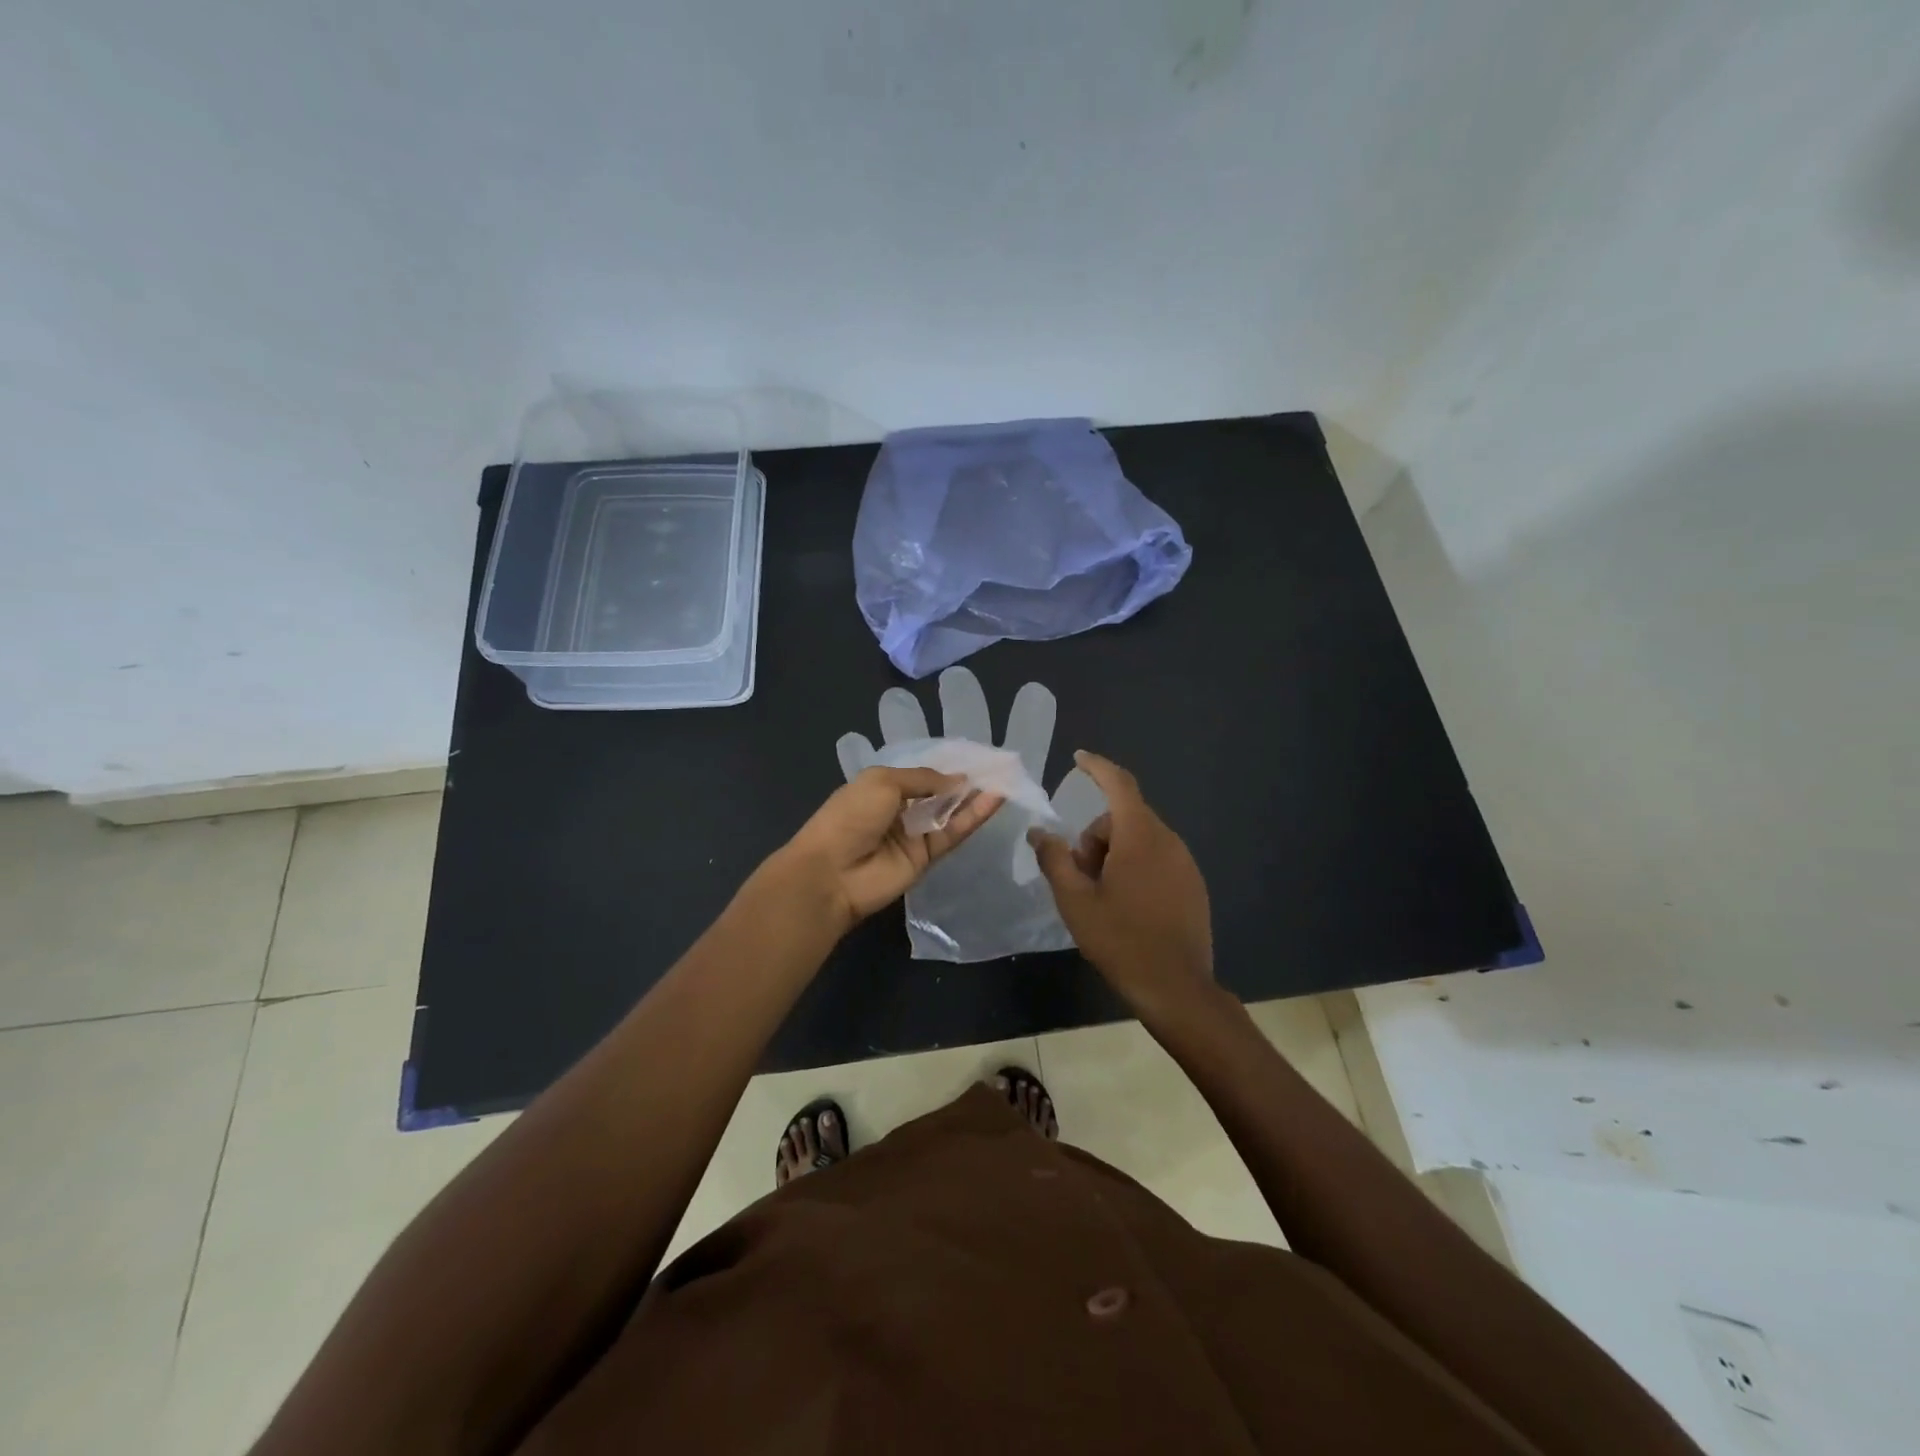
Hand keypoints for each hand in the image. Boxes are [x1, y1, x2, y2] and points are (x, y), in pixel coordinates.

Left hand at [836, 666, 1107, 962]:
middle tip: (1001, 766)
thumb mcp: (883, 782)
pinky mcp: (927, 857)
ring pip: (951, 812)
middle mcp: (900, 808)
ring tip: (1006, 779)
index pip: (921, 773)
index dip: (947, 765)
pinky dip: (974, 817)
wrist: (832, 874)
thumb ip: (924, 779)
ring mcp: (914, 834)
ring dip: (975, 797)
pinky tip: (995, 799)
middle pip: (939, 793)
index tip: (977, 756)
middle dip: (966, 781)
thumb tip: (958, 780)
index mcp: (882, 785)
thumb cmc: (850, 817)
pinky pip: (954, 833)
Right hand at [1027, 752, 1213, 1020]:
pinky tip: (1126, 905)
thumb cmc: (1120, 940)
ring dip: (1115, 854)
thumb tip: (1039, 832)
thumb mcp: (1075, 901)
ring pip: (1140, 839)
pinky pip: (1157, 858)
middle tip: (1079, 875)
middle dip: (1096, 836)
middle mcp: (1168, 840)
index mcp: (1140, 836)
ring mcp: (1185, 863)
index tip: (1078, 758)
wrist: (1177, 988)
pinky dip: (1136, 867)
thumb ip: (1054, 859)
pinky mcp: (1193, 884)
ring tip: (1100, 895)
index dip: (1097, 767)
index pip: (1119, 784)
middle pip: (1123, 818)